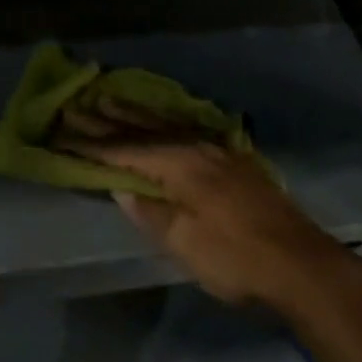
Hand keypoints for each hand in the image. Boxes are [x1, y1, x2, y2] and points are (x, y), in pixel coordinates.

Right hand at [56, 100, 355, 309]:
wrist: (300, 262)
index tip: (61, 133)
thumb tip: (121, 187)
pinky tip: (162, 120)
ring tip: (108, 99)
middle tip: (75, 104)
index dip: (91, 144)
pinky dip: (163, 122)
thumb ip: (149, 211)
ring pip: (166, 124)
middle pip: (143, 129)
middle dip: (107, 119)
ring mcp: (217, 150)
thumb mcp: (183, 242)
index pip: (124, 150)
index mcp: (179, 164)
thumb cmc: (234, 256)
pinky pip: (186, 129)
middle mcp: (196, 146)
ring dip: (134, 114)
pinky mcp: (233, 160)